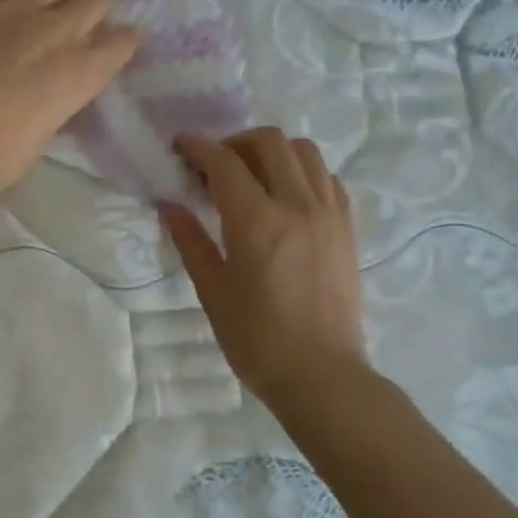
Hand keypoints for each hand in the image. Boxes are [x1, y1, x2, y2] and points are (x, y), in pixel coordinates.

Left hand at [0, 0, 139, 205]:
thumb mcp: (44, 134)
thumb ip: (59, 100)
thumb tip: (57, 87)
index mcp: (81, 74)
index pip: (123, 41)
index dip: (123, 42)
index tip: (116, 46)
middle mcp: (60, 32)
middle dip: (99, 8)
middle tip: (84, 21)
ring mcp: (18, 8)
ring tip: (53, 0)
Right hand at [162, 127, 367, 411]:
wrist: (321, 375)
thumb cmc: (257, 339)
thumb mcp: (213, 291)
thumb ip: (190, 241)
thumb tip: (170, 206)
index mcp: (256, 221)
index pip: (224, 162)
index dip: (197, 147)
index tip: (180, 148)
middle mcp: (297, 204)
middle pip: (269, 142)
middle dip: (234, 143)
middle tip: (213, 166)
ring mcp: (329, 213)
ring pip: (304, 152)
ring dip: (272, 151)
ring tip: (252, 175)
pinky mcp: (347, 228)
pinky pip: (327, 178)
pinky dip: (302, 172)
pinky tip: (285, 196)